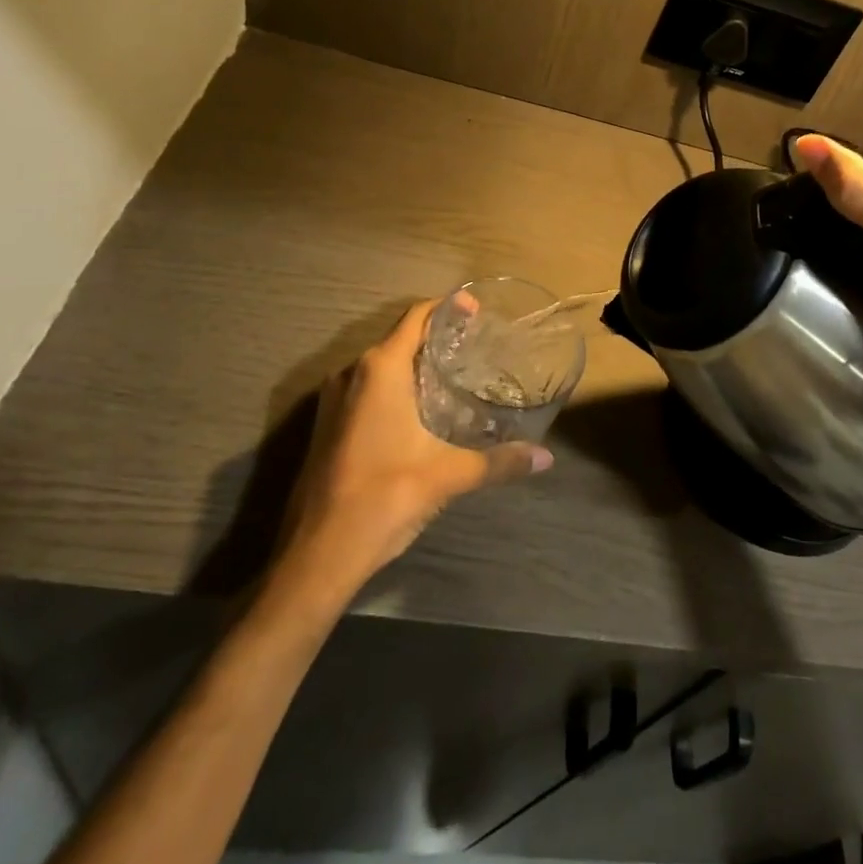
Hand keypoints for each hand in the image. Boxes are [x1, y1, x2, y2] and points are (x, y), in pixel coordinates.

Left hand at [269, 301, 553, 604]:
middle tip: (476, 345)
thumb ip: (499, 461)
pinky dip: (397, 386)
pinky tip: (423, 410)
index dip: (449, 308)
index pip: (417, 317)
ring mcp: (335, 399)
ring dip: (415, 363)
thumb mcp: (449, 475)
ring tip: (456, 374)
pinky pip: (368, 388)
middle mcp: (352, 373)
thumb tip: (546, 458)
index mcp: (380, 369)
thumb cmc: (385, 497)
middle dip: (437, 336)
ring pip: (382, 365)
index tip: (478, 310)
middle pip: (400, 337)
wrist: (316, 555)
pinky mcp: (328, 424)